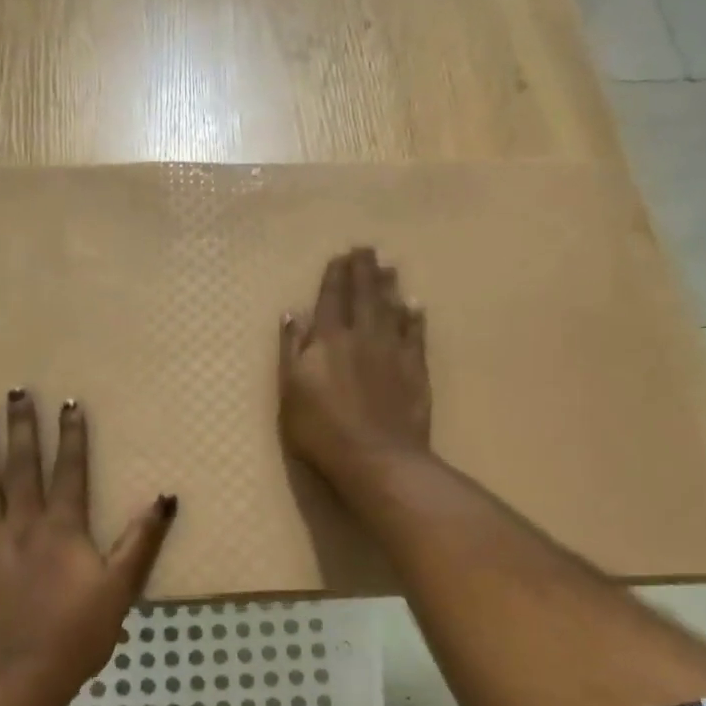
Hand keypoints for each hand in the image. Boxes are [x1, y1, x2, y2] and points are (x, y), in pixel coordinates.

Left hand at [0, 390, 175, 695]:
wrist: (20, 678)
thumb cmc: (77, 635)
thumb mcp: (121, 588)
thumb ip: (141, 541)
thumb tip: (165, 497)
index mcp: (61, 528)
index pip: (69, 470)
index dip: (71, 435)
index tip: (68, 403)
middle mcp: (21, 524)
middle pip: (21, 466)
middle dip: (20, 427)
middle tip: (14, 391)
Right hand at [279, 247, 431, 483]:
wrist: (377, 458)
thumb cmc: (321, 431)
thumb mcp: (290, 393)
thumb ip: (291, 351)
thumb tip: (293, 314)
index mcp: (327, 340)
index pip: (330, 299)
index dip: (334, 276)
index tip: (339, 256)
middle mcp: (361, 336)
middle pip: (363, 295)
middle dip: (363, 270)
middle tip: (366, 248)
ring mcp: (392, 351)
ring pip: (391, 308)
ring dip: (389, 285)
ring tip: (389, 266)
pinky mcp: (415, 369)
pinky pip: (415, 334)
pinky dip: (415, 317)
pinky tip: (416, 305)